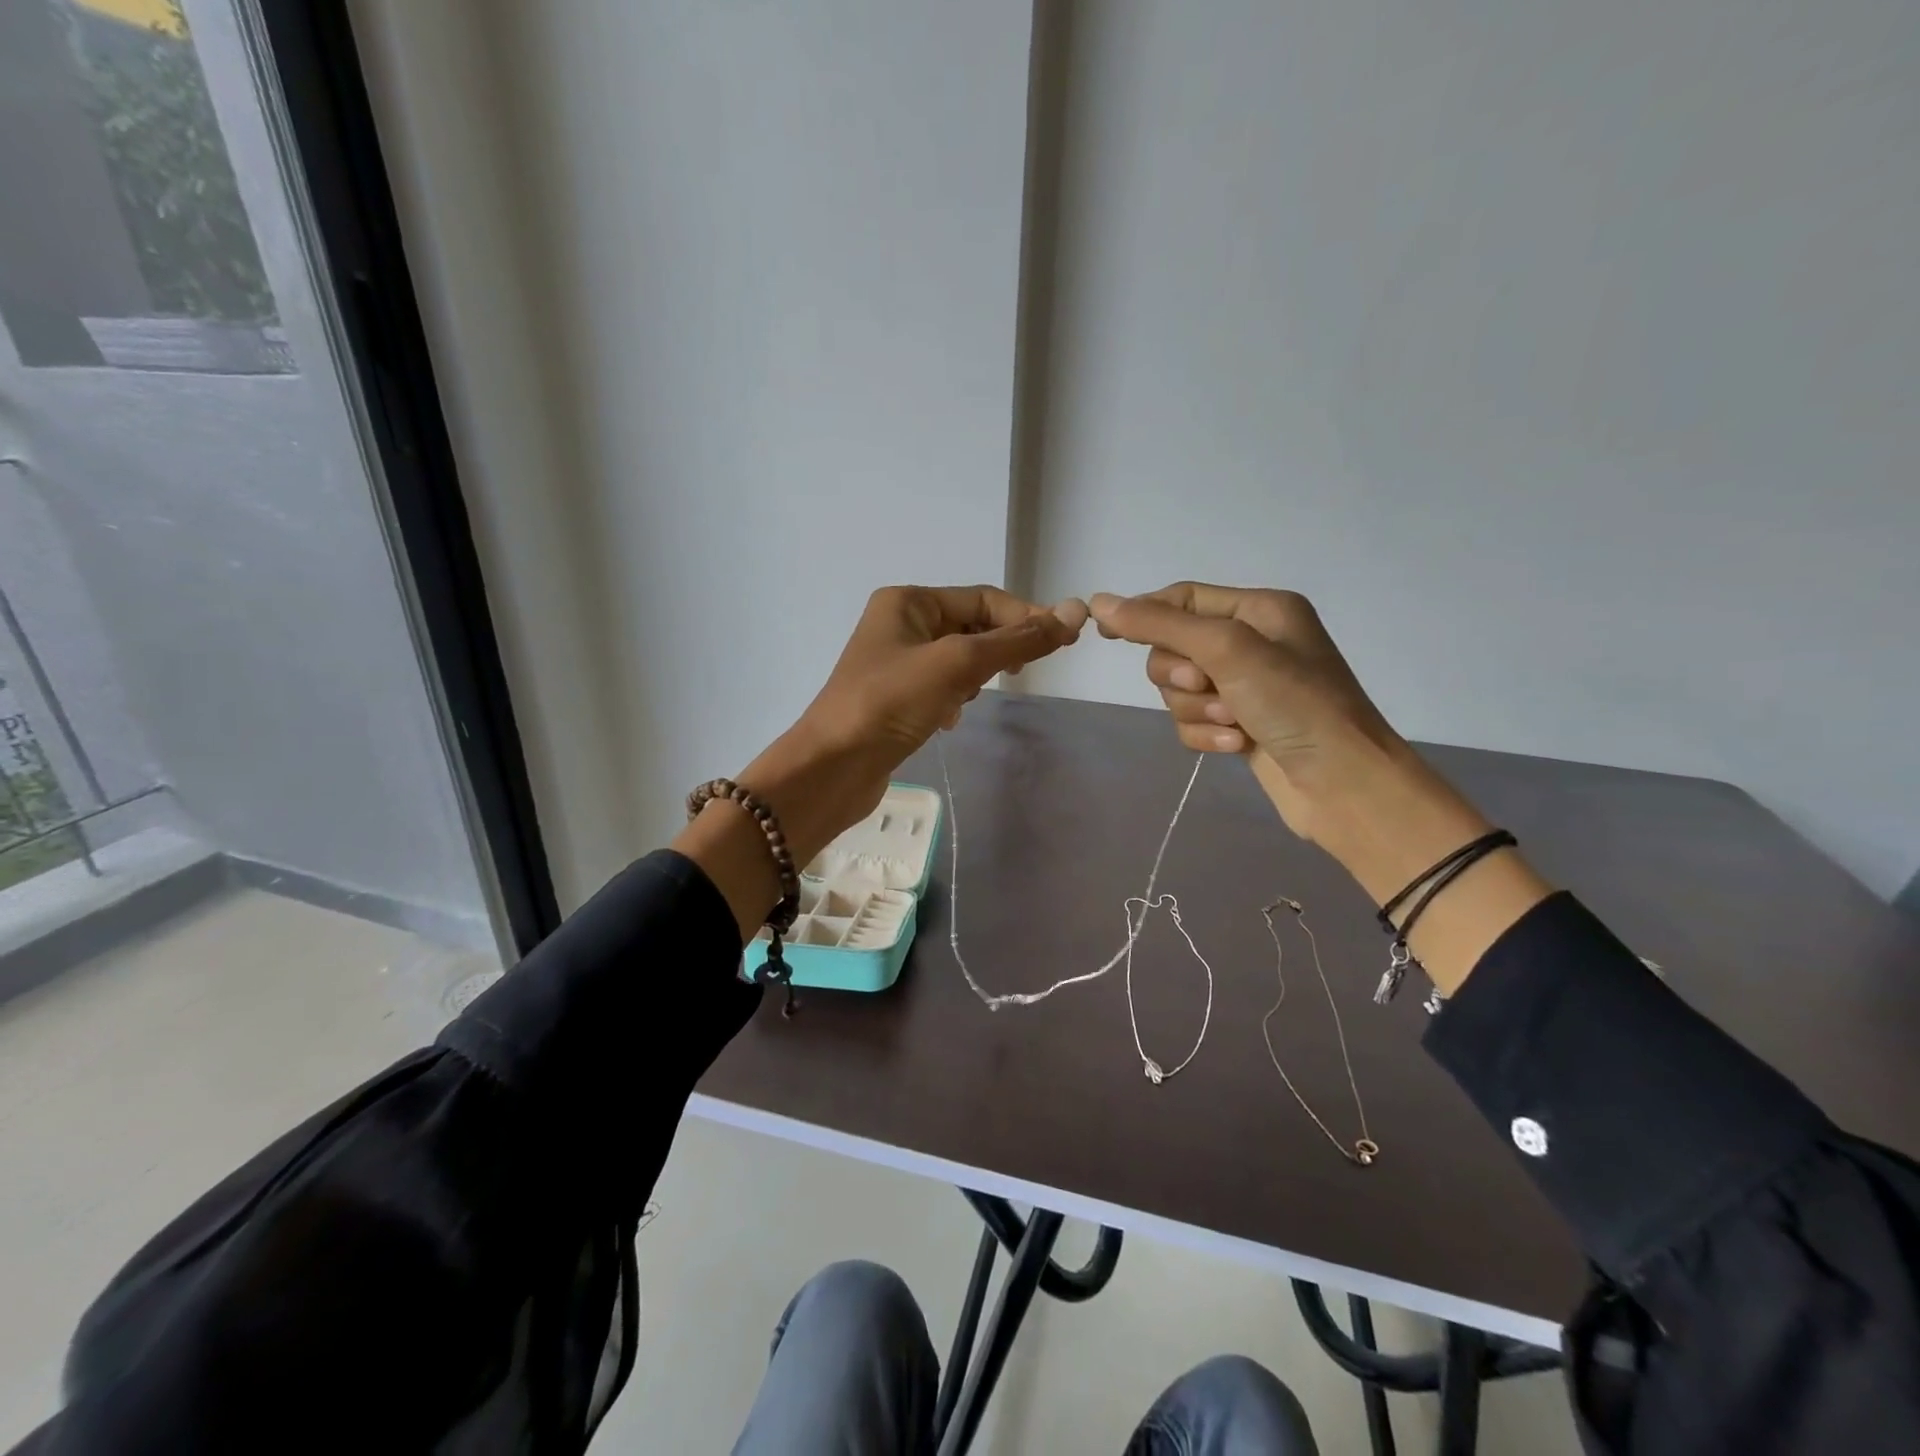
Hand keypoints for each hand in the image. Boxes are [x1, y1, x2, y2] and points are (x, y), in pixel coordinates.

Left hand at [753, 585, 1086, 854]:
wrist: (832, 767)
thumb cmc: (890, 703)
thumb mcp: (958, 664)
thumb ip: (1017, 641)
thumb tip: (1076, 612)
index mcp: (908, 601)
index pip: (983, 598)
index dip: (1025, 617)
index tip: (1063, 644)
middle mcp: (899, 623)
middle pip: (971, 626)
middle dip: (996, 650)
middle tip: (1016, 677)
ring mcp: (895, 662)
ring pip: (959, 659)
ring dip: (973, 678)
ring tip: (965, 700)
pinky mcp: (894, 698)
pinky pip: (941, 686)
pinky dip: (953, 699)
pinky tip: (947, 721)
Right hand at [1087, 582, 1404, 839]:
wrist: (1343, 785)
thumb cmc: (1295, 704)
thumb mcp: (1227, 650)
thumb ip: (1160, 625)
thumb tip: (1100, 602)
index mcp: (1258, 609)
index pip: (1183, 598)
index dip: (1143, 614)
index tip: (1105, 635)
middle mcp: (1252, 642)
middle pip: (1174, 648)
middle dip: (1181, 675)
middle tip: (1207, 687)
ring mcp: (1246, 687)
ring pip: (1179, 691)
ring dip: (1197, 710)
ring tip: (1233, 723)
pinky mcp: (1239, 725)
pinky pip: (1193, 721)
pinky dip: (1206, 734)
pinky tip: (1236, 746)